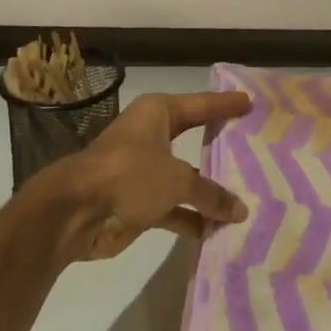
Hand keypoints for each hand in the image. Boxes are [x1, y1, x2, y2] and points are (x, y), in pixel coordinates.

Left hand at [40, 90, 251, 260]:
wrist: (75, 212)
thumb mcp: (177, 180)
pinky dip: (193, 217)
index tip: (250, 102)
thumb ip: (210, 194)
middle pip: (195, 138)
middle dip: (221, 146)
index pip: (202, 104)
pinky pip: (175, 207)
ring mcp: (145, 171)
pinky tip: (219, 229)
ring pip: (186, 178)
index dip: (226, 104)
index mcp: (158, 114)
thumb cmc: (129, 175)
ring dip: (210, 191)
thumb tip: (240, 210)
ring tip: (248, 195)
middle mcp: (152, 137)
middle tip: (255, 145)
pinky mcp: (139, 202)